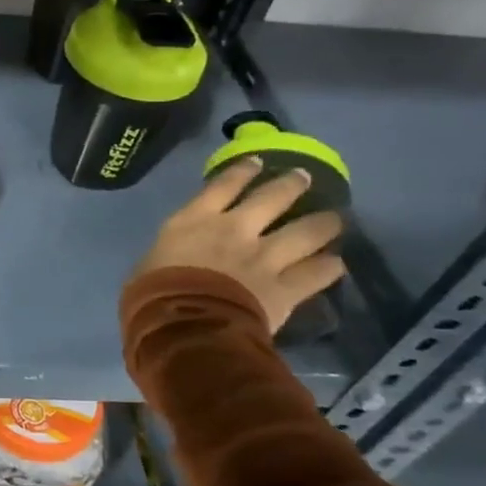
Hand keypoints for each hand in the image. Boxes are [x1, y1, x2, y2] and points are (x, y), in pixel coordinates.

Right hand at [133, 160, 346, 333]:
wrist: (183, 323)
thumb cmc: (151, 293)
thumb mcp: (150, 262)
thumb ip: (171, 254)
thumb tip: (173, 261)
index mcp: (196, 220)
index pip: (223, 185)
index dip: (243, 171)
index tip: (257, 161)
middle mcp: (236, 229)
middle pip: (272, 198)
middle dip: (290, 185)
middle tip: (304, 178)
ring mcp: (264, 257)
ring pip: (305, 232)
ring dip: (323, 223)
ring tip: (334, 219)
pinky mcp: (284, 287)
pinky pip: (315, 274)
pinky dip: (327, 267)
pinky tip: (335, 264)